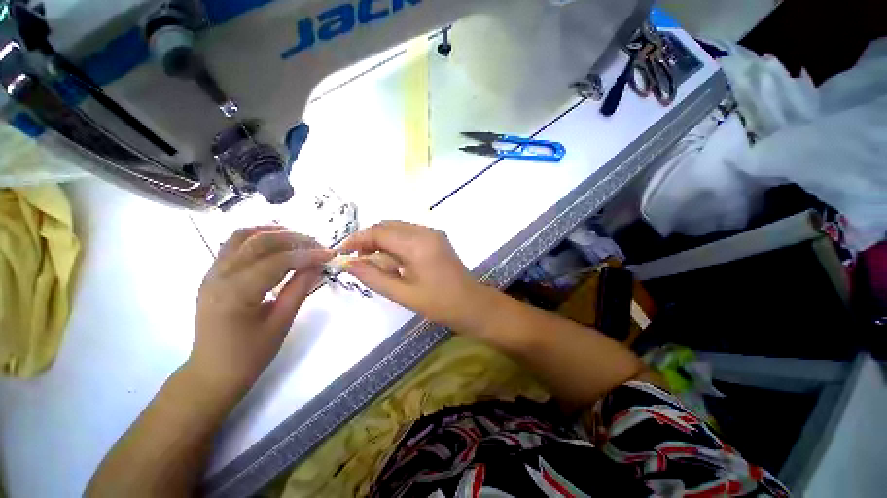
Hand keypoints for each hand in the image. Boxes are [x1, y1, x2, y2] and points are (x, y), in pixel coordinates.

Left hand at [189, 226, 333, 393]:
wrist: (212, 372)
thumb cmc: (249, 355)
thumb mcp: (280, 324)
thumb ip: (299, 290)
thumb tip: (317, 265)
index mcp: (235, 294)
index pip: (277, 262)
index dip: (307, 255)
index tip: (330, 253)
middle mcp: (219, 276)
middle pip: (259, 241)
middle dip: (293, 238)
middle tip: (318, 244)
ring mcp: (212, 273)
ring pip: (242, 236)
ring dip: (273, 231)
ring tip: (299, 237)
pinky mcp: (213, 273)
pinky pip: (234, 244)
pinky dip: (257, 236)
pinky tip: (276, 242)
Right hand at [340, 221, 487, 329]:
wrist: (471, 304)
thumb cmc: (438, 303)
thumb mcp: (402, 293)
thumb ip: (373, 277)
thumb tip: (347, 264)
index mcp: (417, 244)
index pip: (380, 232)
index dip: (357, 239)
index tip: (342, 253)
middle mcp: (425, 231)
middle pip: (388, 225)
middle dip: (369, 240)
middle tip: (357, 260)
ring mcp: (433, 233)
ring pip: (398, 228)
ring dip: (382, 241)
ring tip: (374, 263)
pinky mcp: (437, 238)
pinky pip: (409, 233)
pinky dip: (396, 243)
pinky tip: (393, 260)